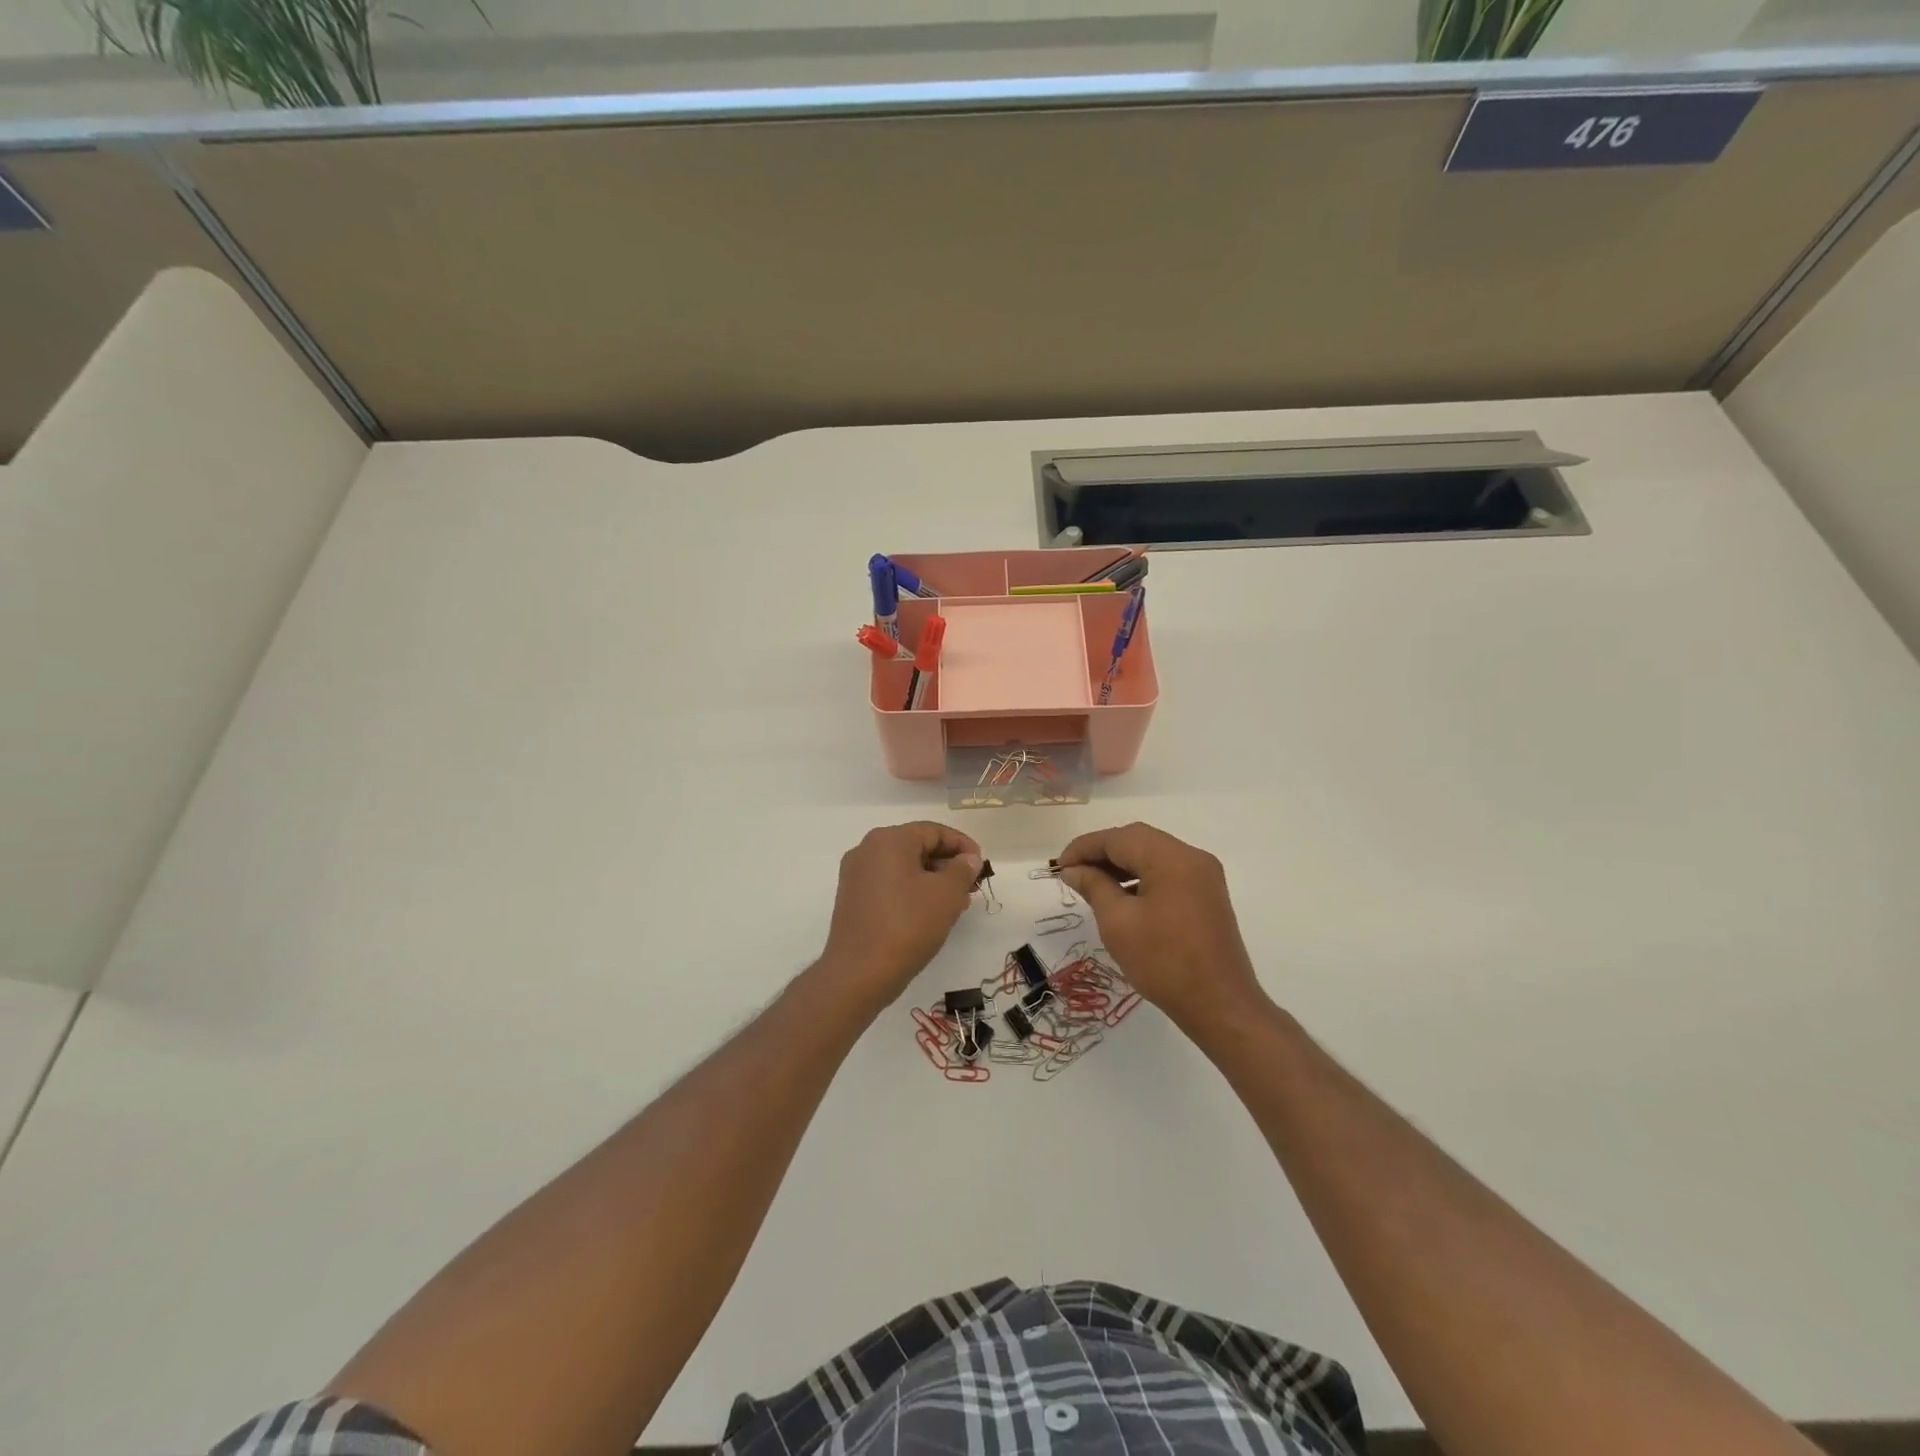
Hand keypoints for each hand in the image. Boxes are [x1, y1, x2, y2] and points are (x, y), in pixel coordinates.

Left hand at [820, 822, 982, 1007]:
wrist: (859, 973)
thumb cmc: (907, 925)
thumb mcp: (946, 895)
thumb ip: (962, 870)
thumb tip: (968, 859)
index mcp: (889, 839)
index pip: (934, 831)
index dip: (962, 845)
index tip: (981, 865)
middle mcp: (867, 849)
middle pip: (917, 847)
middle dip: (948, 865)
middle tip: (971, 887)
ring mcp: (856, 875)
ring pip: (903, 868)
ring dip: (932, 880)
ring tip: (956, 904)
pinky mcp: (852, 899)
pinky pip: (889, 885)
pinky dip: (912, 892)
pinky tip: (930, 914)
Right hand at [1056, 823, 1266, 1030]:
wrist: (1220, 1006)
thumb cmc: (1164, 962)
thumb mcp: (1118, 923)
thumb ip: (1093, 887)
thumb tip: (1073, 869)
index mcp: (1172, 858)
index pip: (1119, 838)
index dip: (1084, 847)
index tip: (1059, 866)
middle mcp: (1192, 857)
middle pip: (1138, 841)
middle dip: (1102, 853)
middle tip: (1072, 873)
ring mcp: (1204, 876)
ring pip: (1153, 855)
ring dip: (1120, 864)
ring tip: (1092, 884)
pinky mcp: (1206, 895)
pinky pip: (1167, 872)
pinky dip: (1141, 877)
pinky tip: (1121, 896)